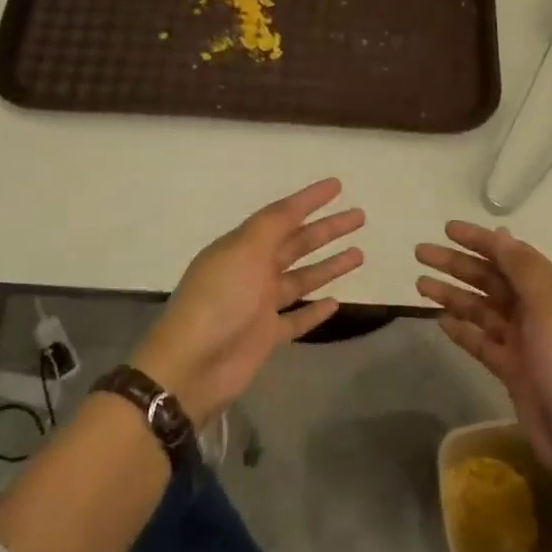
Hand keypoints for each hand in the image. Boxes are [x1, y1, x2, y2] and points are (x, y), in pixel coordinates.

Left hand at [132, 179, 364, 424]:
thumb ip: (273, 226)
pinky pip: (296, 319)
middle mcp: (251, 271)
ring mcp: (259, 305)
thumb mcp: (245, 251)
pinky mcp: (265, 337)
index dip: (309, 200)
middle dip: (327, 230)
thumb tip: (295, 205)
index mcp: (242, 247)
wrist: (191, 365)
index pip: (281, 215)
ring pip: (301, 279)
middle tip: (359, 217)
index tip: (337, 186)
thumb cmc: (219, 300)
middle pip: (296, 244)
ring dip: (328, 266)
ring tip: (360, 254)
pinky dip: (315, 311)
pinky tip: (336, 302)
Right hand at [416, 222, 551, 478]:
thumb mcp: (551, 308)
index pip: (510, 255)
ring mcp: (524, 343)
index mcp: (551, 292)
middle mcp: (537, 312)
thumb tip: (502, 234)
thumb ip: (524, 270)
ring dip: (453, 294)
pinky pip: (481, 342)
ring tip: (420, 284)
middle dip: (457, 264)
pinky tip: (440, 321)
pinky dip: (462, 330)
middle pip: (491, 280)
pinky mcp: (512, 371)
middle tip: (420, 253)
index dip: (480, 240)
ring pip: (482, 309)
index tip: (447, 228)